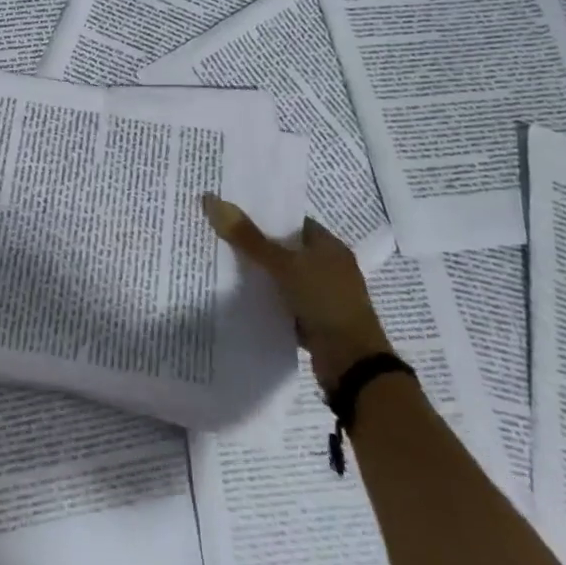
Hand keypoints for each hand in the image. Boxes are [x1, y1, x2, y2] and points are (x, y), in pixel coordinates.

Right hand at [202, 194, 393, 389]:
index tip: (232, 212)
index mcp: (329, 246)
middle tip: (219, 235)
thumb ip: (248, 237)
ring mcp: (322, 295)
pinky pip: (283, 301)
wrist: (353, 364)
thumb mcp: (284, 265)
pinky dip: (266, 299)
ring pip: (282, 276)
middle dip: (256, 244)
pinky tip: (239, 296)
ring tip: (221, 262)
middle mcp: (328, 266)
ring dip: (259, 274)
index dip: (263, 216)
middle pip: (285, 248)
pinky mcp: (314, 320)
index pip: (292, 221)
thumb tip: (212, 200)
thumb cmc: (325, 302)